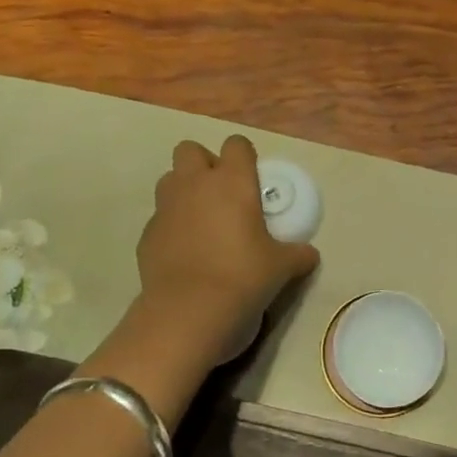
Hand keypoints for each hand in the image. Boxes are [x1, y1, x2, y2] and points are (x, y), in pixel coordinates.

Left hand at [136, 136, 319, 363]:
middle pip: (190, 150)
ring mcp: (166, 207)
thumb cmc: (243, 277)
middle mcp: (195, 184)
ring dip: (183, 190)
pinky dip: (171, 226)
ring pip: (169, 179)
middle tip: (222, 193)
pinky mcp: (147, 234)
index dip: (244, 157)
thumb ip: (297, 254)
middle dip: (204, 164)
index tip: (252, 179)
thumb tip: (309, 255)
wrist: (188, 311)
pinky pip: (160, 217)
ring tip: (201, 220)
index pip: (237, 144)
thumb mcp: (282, 267)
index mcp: (233, 181)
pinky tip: (185, 252)